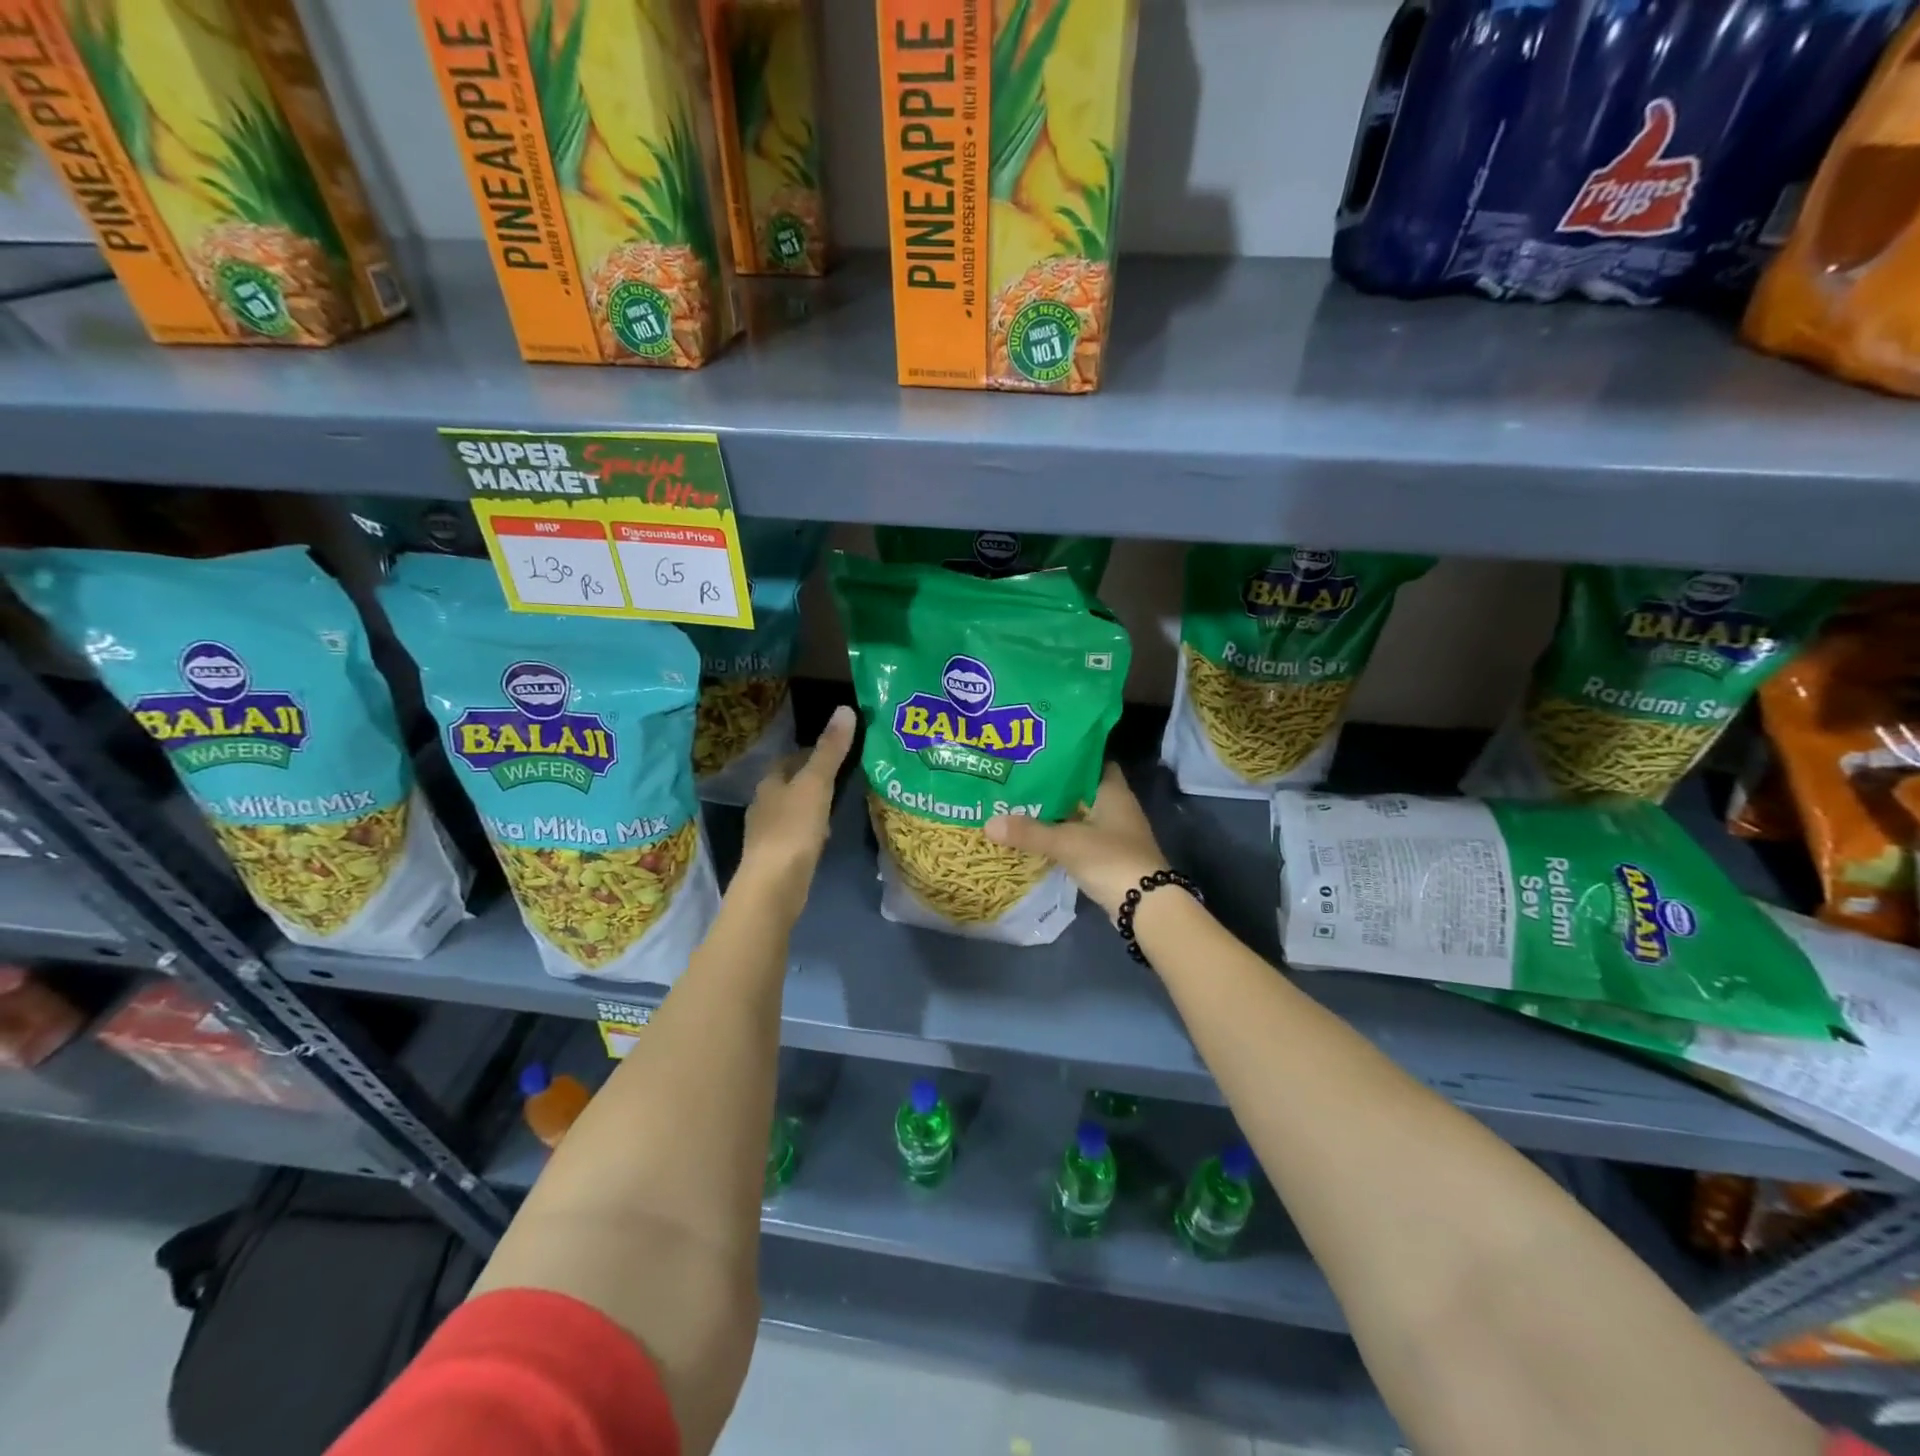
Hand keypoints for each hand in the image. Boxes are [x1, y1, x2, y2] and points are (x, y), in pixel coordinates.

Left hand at [737, 704, 854, 917]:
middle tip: (842, 775)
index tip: (834, 750)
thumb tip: (845, 709)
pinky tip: (825, 836)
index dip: (809, 753)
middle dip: (810, 779)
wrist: (774, 886)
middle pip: (788, 785)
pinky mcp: (776, 859)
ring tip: (837, 804)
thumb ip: (830, 750)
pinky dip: (809, 830)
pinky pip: (795, 835)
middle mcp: (763, 805)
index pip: (788, 760)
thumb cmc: (793, 828)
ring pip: (792, 810)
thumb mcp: (817, 784)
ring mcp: (767, 834)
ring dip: (811, 805)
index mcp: (769, 784)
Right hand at [984, 762, 1169, 919]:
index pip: (1093, 760)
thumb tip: (988, 823)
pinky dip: (1062, 835)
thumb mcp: (1066, 843)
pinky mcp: (1109, 856)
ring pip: (1080, 814)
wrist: (1146, 906)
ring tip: (1020, 803)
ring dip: (1056, 812)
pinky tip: (1037, 835)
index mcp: (1113, 792)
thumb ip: (1029, 832)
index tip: (1041, 752)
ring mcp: (1114, 833)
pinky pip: (1081, 837)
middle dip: (1054, 784)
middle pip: (1082, 788)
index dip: (1070, 754)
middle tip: (1021, 777)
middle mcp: (1117, 807)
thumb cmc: (1111, 860)